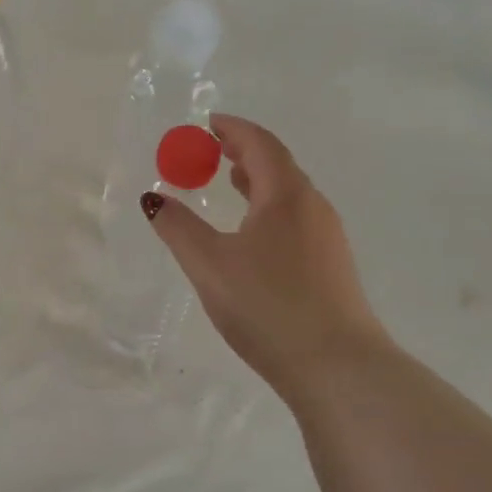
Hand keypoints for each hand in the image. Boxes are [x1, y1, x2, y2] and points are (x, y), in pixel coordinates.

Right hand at [145, 114, 395, 407]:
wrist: (337, 368)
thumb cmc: (268, 305)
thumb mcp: (209, 264)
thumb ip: (178, 227)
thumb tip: (153, 198)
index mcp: (285, 196)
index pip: (260, 144)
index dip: (233, 128)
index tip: (208, 123)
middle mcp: (312, 207)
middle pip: (278, 165)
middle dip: (244, 151)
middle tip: (214, 149)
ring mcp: (327, 237)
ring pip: (289, 193)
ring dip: (258, 180)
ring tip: (231, 182)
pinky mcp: (332, 266)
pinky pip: (296, 217)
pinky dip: (269, 206)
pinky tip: (254, 232)